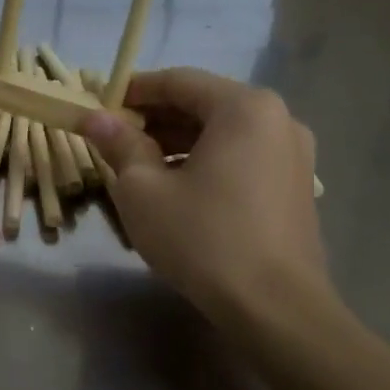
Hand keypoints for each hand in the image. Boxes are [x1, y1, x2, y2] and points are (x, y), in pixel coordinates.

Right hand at [83, 70, 330, 325]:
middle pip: (202, 104)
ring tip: (136, 165)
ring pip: (221, 132)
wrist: (274, 308)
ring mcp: (292, 153)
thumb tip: (94, 118)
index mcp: (243, 108)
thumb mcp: (143, 189)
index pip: (177, 81)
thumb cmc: (202, 237)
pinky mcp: (295, 185)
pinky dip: (204, 160)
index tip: (98, 106)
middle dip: (154, 118)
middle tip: (112, 138)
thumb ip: (119, 144)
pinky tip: (175, 186)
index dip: (132, 91)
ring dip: (176, 141)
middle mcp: (277, 119)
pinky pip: (240, 156)